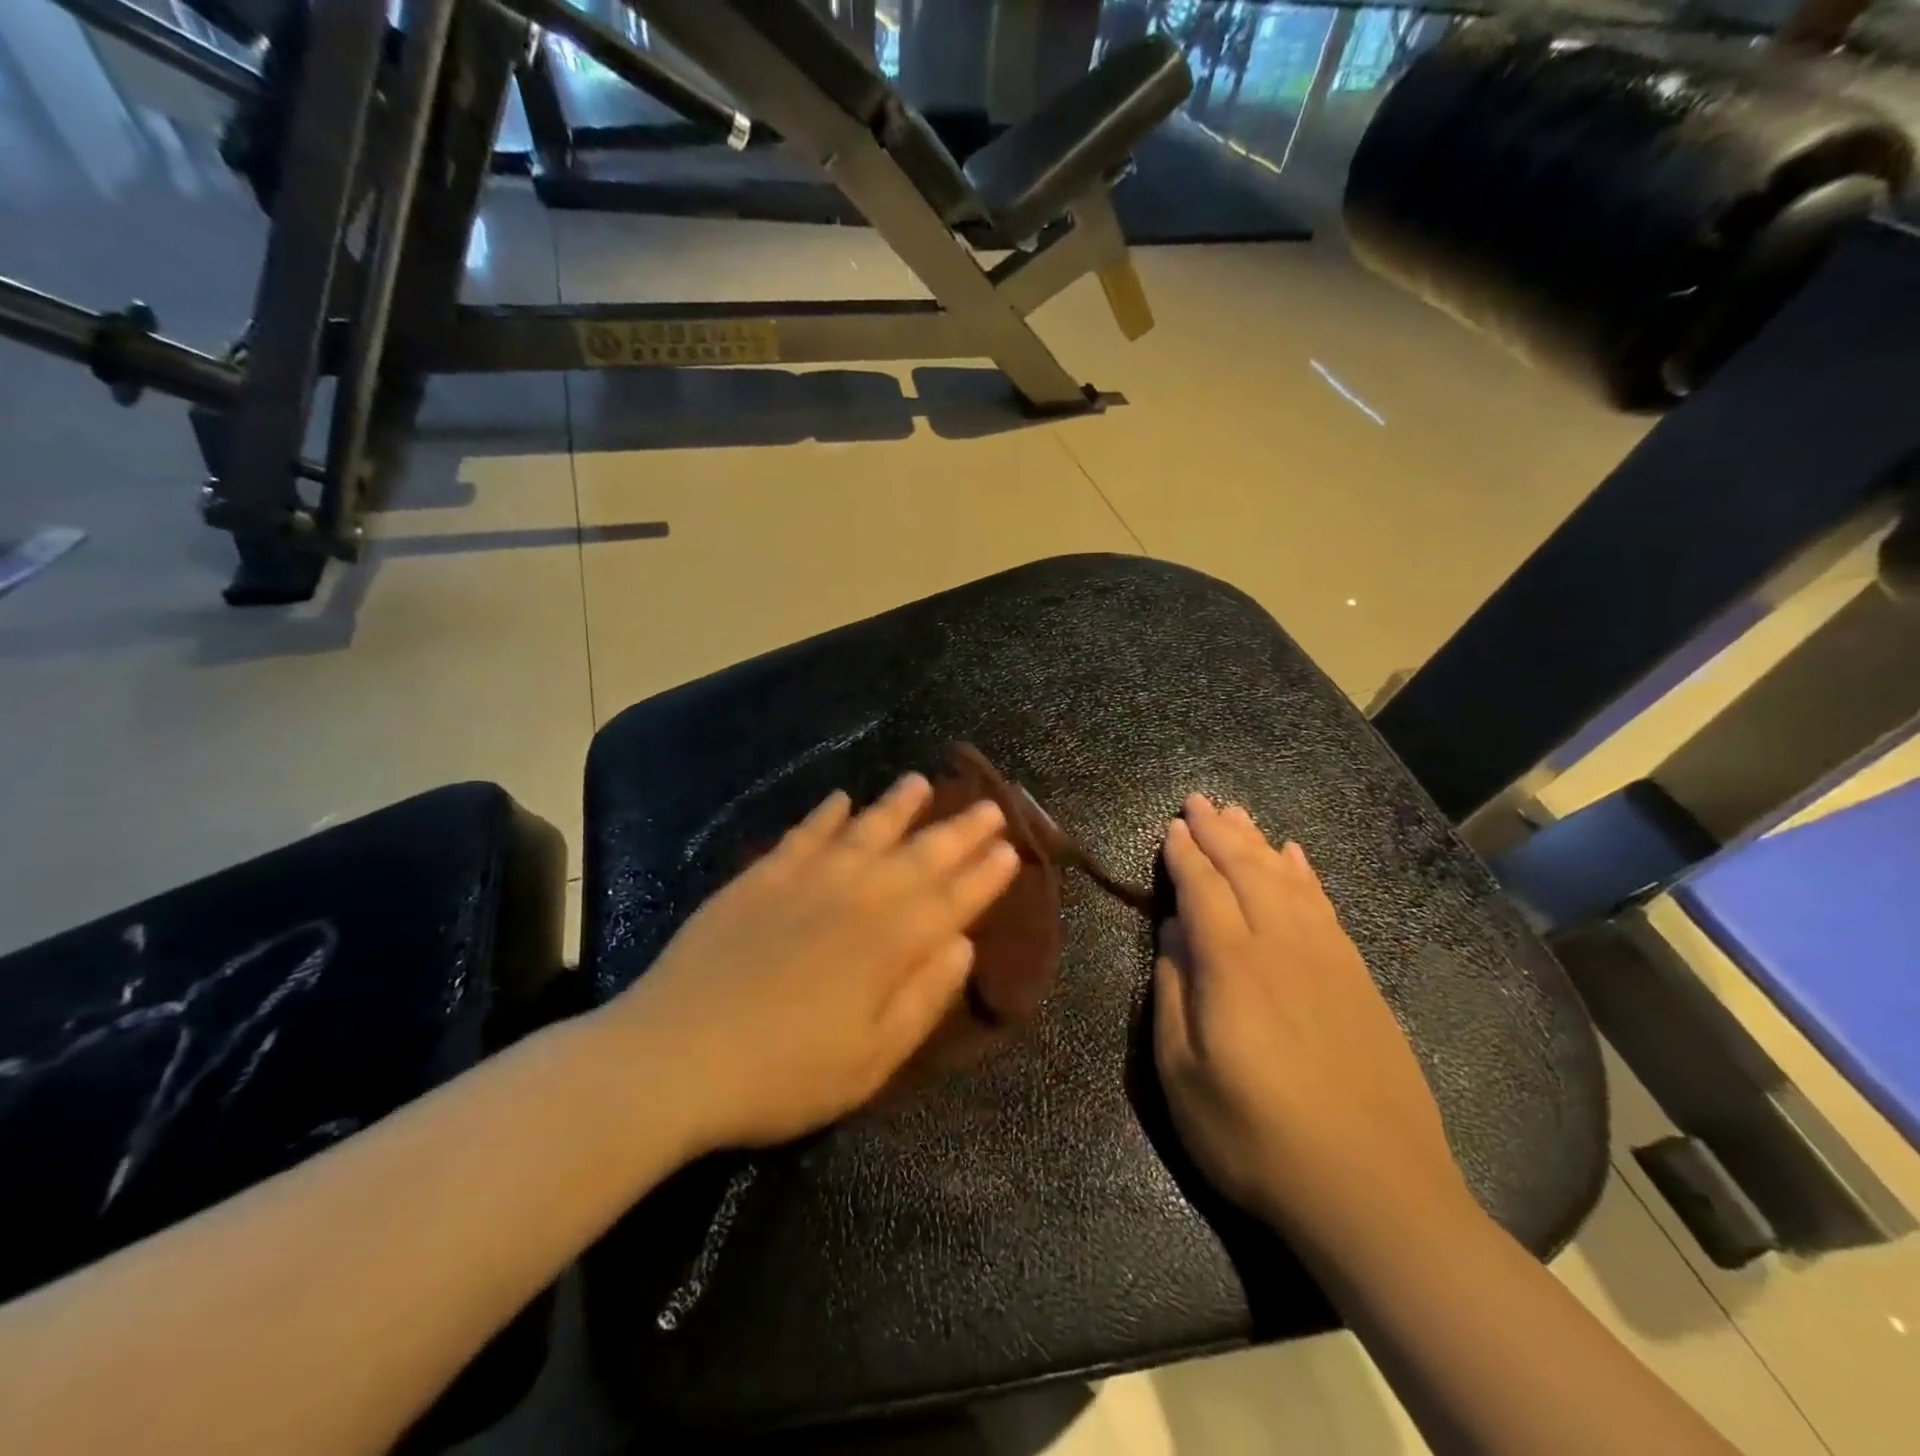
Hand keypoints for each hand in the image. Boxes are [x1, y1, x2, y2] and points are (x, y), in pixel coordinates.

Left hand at [597, 774, 1020, 1152]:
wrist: (675, 1055)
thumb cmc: (783, 1073)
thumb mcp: (871, 1059)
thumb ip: (923, 997)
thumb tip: (963, 944)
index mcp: (890, 943)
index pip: (953, 899)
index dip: (985, 875)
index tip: (1010, 849)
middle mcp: (857, 897)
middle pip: (920, 855)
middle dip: (959, 831)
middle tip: (989, 805)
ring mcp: (806, 880)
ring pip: (865, 830)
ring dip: (897, 806)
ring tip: (922, 782)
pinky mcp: (760, 877)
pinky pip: (803, 834)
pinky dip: (825, 814)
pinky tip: (839, 798)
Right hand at [1153, 797, 1472, 1252]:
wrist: (1377, 1193)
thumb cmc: (1258, 1140)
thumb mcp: (1184, 1078)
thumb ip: (1173, 997)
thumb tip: (1172, 937)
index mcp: (1232, 967)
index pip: (1202, 890)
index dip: (1184, 855)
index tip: (1172, 826)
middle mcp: (1281, 946)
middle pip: (1246, 871)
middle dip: (1219, 831)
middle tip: (1199, 800)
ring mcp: (1328, 959)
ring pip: (1287, 880)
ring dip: (1258, 842)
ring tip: (1239, 814)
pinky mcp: (1360, 979)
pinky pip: (1326, 907)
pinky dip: (1306, 874)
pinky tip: (1296, 858)